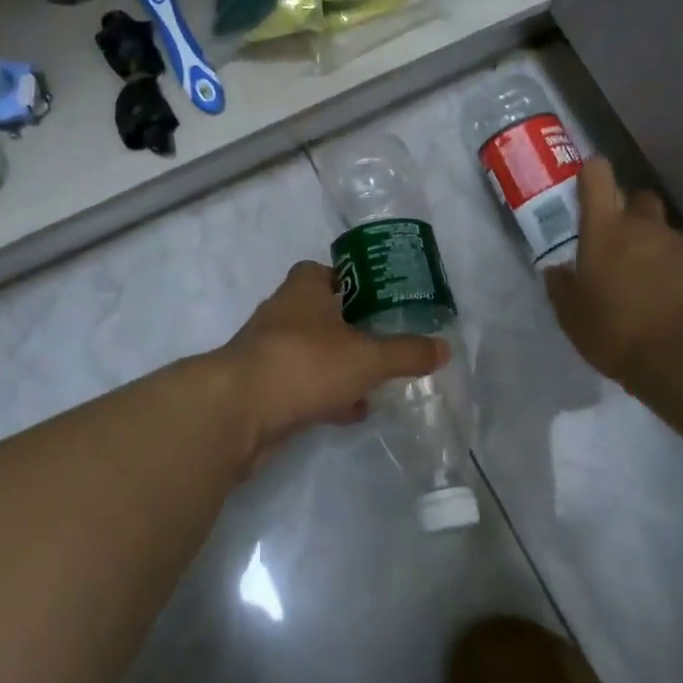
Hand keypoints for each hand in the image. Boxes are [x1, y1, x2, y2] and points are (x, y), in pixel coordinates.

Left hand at [218, 261, 446, 469]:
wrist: (238, 412)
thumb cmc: (304, 363)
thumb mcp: (366, 357)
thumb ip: (405, 353)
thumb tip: (444, 348)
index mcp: (303, 290)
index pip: (325, 271)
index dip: (351, 280)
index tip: (378, 299)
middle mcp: (283, 314)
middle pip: (320, 313)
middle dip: (350, 327)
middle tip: (384, 340)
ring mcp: (269, 352)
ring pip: (312, 352)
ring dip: (339, 364)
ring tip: (376, 380)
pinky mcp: (263, 388)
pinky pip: (302, 385)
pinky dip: (326, 395)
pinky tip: (352, 411)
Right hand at [545, 158, 682, 385]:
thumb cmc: (617, 333)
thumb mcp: (572, 316)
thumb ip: (562, 286)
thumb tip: (557, 269)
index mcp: (606, 230)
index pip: (597, 176)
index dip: (592, 174)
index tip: (588, 184)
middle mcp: (647, 227)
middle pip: (640, 198)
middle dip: (631, 213)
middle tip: (621, 245)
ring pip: (668, 235)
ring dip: (658, 251)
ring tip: (653, 288)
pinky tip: (681, 307)